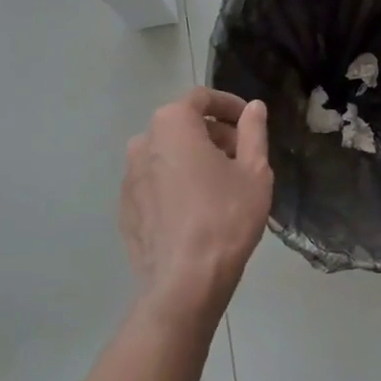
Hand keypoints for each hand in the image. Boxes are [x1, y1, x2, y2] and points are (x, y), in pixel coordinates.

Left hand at [119, 88, 272, 322]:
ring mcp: (128, 177)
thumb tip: (254, 108)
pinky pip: (155, 182)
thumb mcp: (254, 171)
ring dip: (194, 158)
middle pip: (183, 125)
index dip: (229, 105)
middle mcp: (143, 142)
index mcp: (172, 124)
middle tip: (242, 157)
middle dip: (214, 134)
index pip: (202, 98)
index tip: (250, 122)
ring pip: (167, 154)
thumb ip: (253, 132)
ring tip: (222, 184)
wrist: (184, 282)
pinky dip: (176, 183)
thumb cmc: (225, 218)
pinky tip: (197, 209)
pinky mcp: (125, 208)